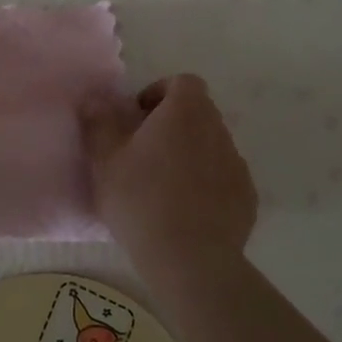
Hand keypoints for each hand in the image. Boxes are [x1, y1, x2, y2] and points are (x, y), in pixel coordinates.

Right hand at [80, 74, 256, 260]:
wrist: (190, 259)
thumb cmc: (140, 199)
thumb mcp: (105, 159)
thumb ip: (98, 122)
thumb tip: (94, 98)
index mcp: (186, 113)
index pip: (183, 82)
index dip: (158, 93)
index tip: (137, 119)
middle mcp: (218, 131)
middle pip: (198, 113)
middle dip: (172, 124)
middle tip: (142, 152)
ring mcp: (237, 165)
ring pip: (211, 146)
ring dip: (189, 154)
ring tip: (162, 185)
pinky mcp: (247, 198)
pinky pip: (223, 178)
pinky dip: (206, 184)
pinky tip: (184, 211)